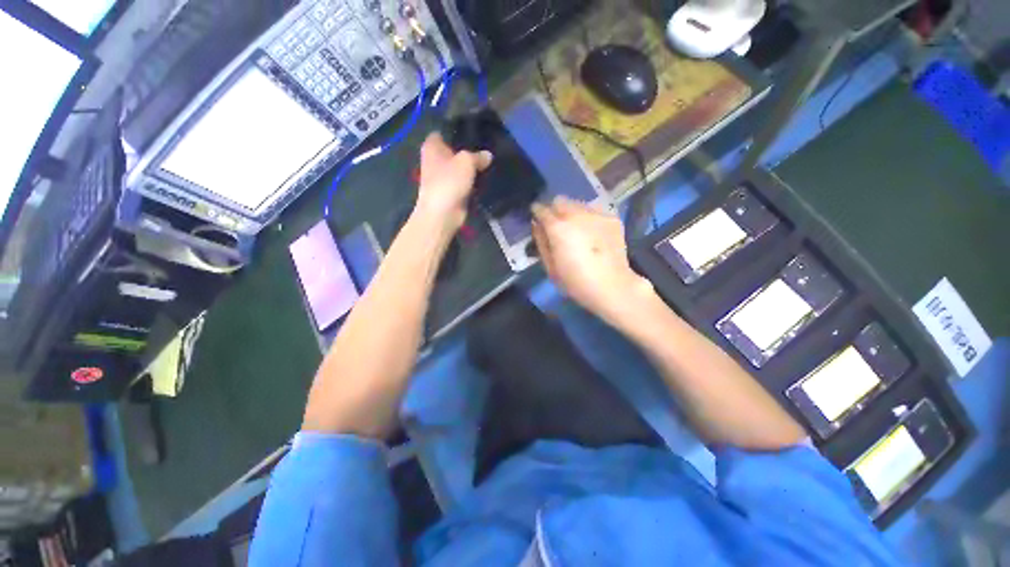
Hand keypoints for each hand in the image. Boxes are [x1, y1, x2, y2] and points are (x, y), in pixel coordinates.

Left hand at [414, 132, 492, 233]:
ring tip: (491, 159)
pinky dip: (473, 181)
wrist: (442, 213)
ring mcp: (444, 176)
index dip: (459, 129)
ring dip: (473, 166)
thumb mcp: (466, 161)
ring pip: (461, 166)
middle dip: (469, 148)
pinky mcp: (452, 190)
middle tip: (488, 145)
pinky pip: (465, 181)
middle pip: (455, 149)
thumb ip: (478, 155)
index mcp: (432, 146)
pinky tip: (487, 176)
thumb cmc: (449, 181)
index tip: (476, 128)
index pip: (445, 131)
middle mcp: (436, 158)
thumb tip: (488, 155)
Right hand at [532, 197, 654, 325]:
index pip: (542, 209)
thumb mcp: (550, 267)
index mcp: (558, 227)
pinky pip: (594, 210)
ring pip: (577, 204)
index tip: (537, 218)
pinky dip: (589, 218)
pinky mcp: (612, 218)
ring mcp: (596, 214)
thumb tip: (537, 224)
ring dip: (572, 213)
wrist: (612, 286)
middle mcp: (576, 214)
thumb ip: (541, 241)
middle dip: (555, 210)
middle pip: (560, 201)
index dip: (537, 212)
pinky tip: (592, 233)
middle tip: (557, 226)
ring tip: (576, 230)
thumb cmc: (575, 281)